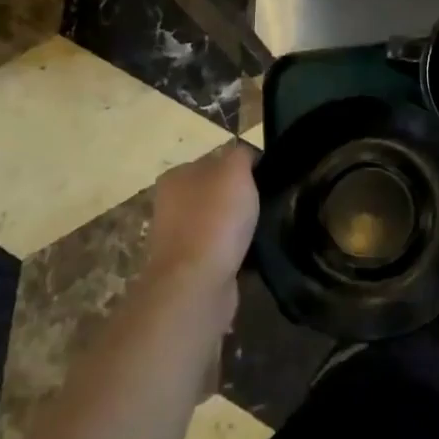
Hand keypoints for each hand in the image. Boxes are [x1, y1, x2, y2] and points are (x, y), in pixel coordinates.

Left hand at [144, 144, 259, 312]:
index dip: (242, 167)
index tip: (266, 179)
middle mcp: (170, 204)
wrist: (196, 282)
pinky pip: (220, 250)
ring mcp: (178, 238)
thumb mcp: (235, 170)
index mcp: (176, 176)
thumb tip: (245, 156)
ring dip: (238, 227)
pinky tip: (251, 254)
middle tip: (268, 204)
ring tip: (264, 230)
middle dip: (239, 198)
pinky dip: (235, 251)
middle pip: (215, 192)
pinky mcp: (189, 267)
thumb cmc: (215, 218)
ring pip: (218, 222)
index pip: (215, 161)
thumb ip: (241, 155)